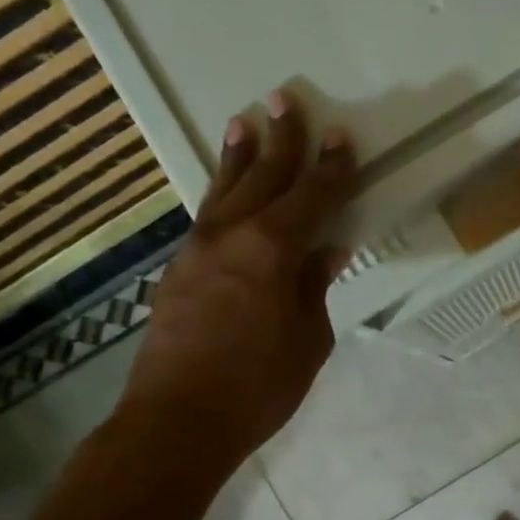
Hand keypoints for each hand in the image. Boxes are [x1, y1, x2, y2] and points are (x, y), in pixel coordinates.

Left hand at [117, 89, 354, 465]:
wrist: (179, 419)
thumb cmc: (259, 385)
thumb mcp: (308, 339)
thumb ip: (314, 287)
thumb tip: (325, 251)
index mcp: (272, 250)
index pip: (310, 197)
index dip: (330, 167)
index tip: (340, 137)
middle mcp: (232, 236)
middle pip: (263, 178)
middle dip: (281, 140)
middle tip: (287, 99)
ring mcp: (198, 250)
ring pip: (224, 190)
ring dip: (239, 156)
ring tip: (245, 122)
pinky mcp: (178, 271)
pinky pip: (207, 218)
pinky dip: (221, 194)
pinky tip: (226, 191)